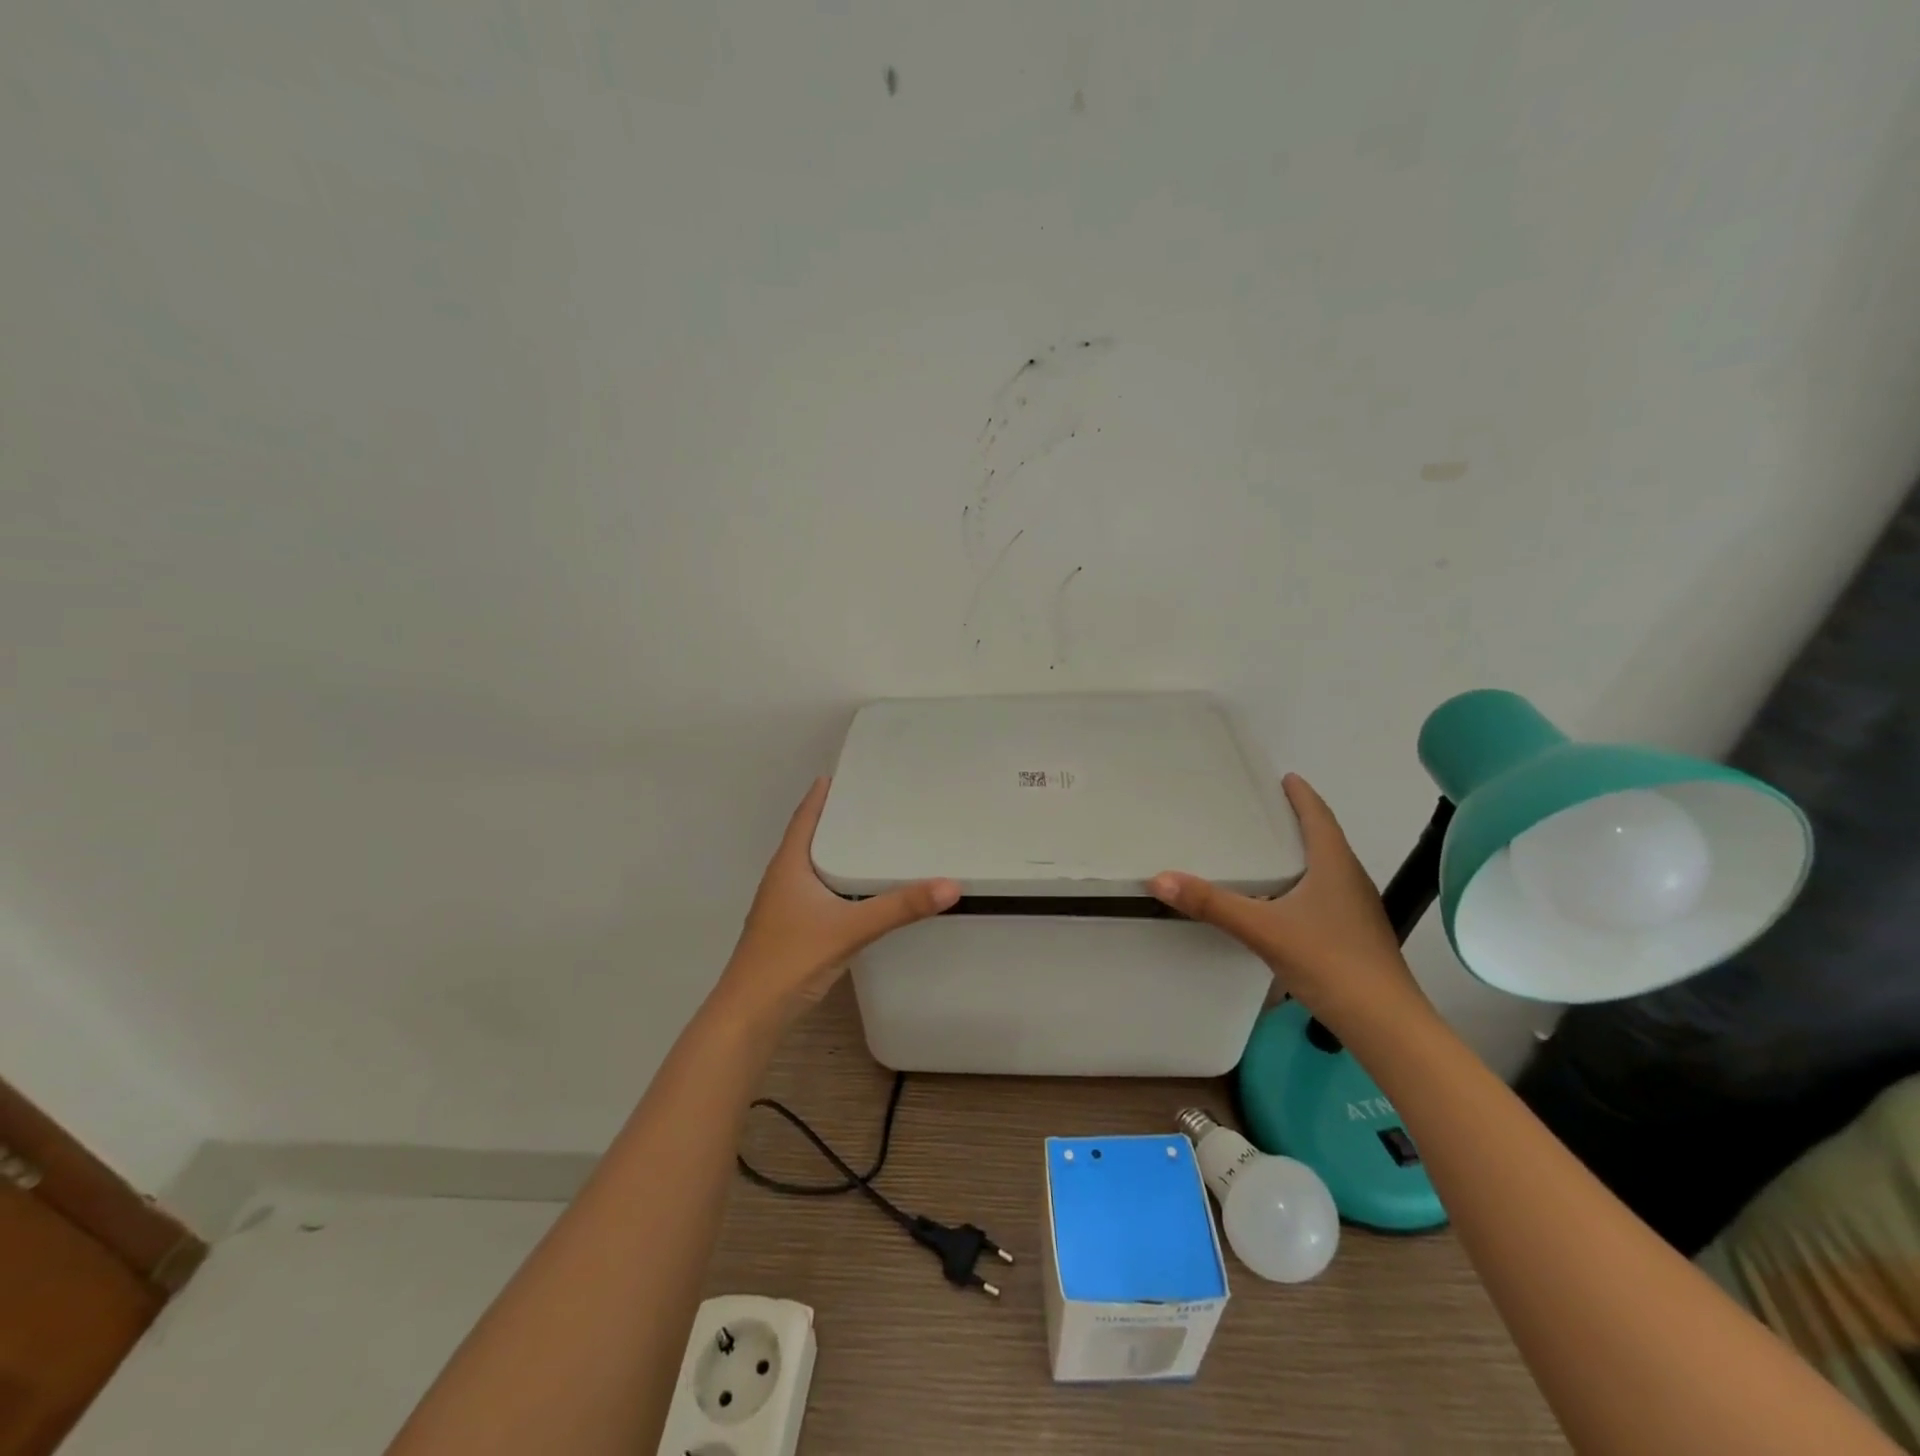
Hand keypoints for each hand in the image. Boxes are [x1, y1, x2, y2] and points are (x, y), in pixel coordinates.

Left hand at [717, 778, 959, 1022]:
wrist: (751, 1014)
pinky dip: (836, 880)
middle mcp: (782, 879)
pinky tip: (858, 891)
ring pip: (813, 866)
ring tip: (871, 841)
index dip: (821, 794)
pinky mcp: (790, 929)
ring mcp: (783, 906)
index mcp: (789, 865)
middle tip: (872, 804)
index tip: (844, 774)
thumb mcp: (850, 928)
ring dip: (836, 851)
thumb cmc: (792, 958)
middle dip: (836, 820)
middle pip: (809, 838)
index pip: (805, 817)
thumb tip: (950, 885)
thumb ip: (900, 907)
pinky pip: (816, 890)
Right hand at [1149, 774, 1423, 1030]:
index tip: (1284, 777)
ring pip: (1326, 868)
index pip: (1319, 817)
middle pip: (1325, 838)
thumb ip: (1212, 904)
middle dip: (1298, 820)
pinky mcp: (1354, 935)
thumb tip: (1159, 879)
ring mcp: (1356, 910)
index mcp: (1335, 866)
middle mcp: (1350, 880)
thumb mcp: (1262, 929)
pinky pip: (1325, 894)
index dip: (1302, 795)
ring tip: (1268, 851)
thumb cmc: (1329, 962)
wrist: (1385, 1024)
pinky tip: (1282, 902)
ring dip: (1302, 853)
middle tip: (1263, 810)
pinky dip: (1303, 883)